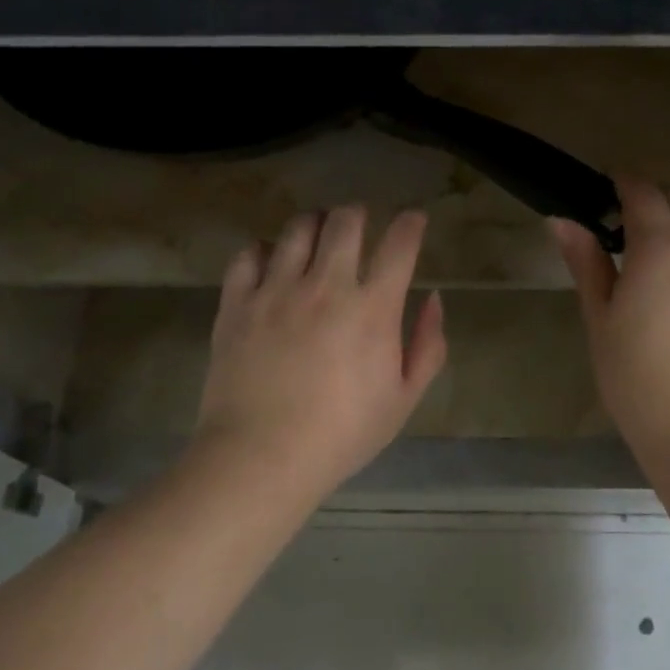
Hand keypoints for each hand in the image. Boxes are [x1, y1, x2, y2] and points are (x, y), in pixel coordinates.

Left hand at [196, 206, 446, 498]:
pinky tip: (271, 263)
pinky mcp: (236, 302)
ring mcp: (276, 290)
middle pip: (345, 221)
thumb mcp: (404, 399)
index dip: (411, 224)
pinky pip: (249, 254)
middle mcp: (325, 286)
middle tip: (360, 225)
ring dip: (314, 224)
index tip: (413, 220)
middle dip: (359, 214)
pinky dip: (265, 250)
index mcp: (372, 309)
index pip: (399, 244)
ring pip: (297, 228)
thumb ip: (427, 346)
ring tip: (317, 236)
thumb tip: (433, 299)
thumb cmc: (342, 434)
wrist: (262, 456)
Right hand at [552, 178, 669, 476]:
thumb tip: (562, 220)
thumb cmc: (635, 376)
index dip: (622, 180)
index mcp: (662, 248)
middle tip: (616, 221)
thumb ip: (586, 263)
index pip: (644, 192)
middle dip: (650, 197)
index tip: (601, 185)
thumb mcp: (600, 318)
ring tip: (643, 250)